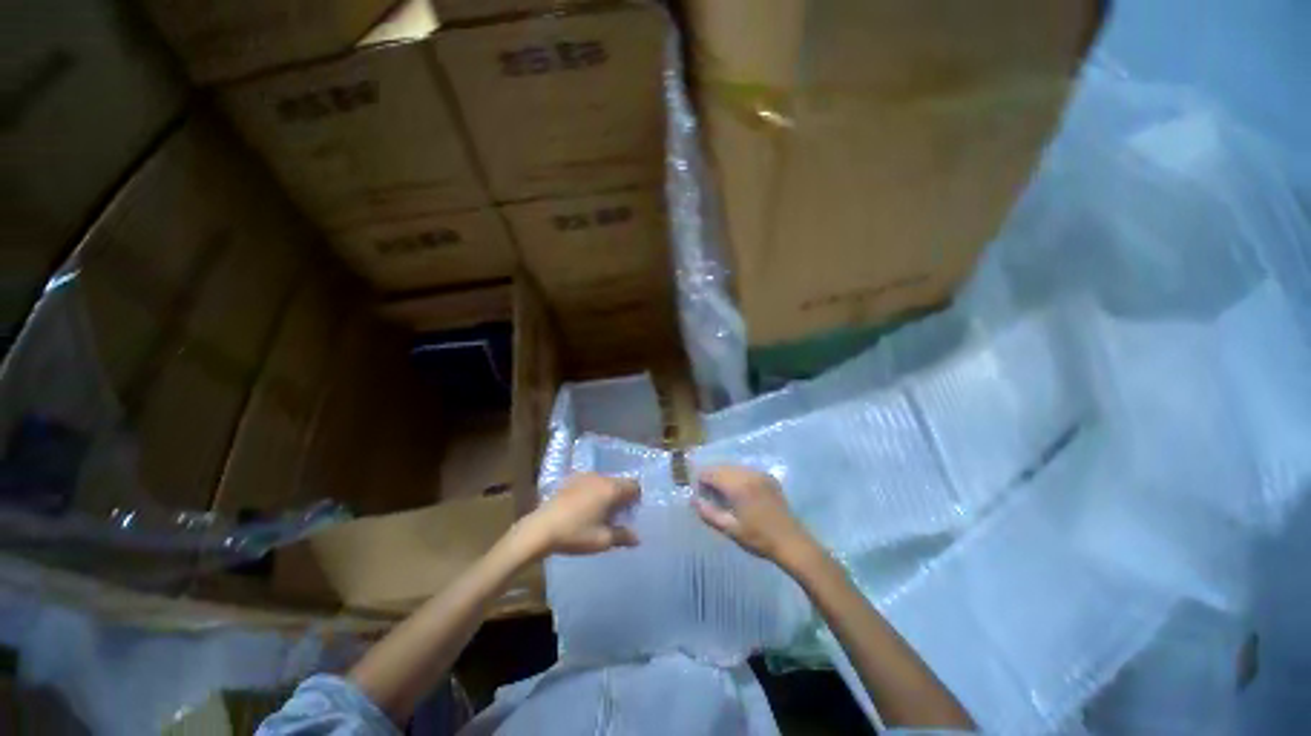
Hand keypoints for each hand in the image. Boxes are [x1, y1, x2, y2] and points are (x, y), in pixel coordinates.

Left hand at [515, 473, 639, 556]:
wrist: (540, 529)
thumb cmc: (575, 534)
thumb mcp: (603, 540)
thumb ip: (623, 536)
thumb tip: (637, 537)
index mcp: (611, 489)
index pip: (634, 486)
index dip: (636, 499)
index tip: (631, 513)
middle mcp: (601, 477)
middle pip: (620, 482)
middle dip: (622, 497)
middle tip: (617, 516)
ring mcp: (585, 476)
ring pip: (605, 482)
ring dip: (607, 493)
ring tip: (601, 513)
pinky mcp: (571, 480)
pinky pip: (591, 483)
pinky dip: (594, 492)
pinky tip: (585, 508)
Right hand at [693, 466, 818, 567]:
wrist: (791, 542)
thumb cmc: (758, 538)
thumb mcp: (730, 529)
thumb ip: (708, 513)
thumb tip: (693, 500)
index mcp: (737, 486)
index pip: (710, 473)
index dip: (700, 480)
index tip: (699, 493)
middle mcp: (747, 474)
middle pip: (721, 466)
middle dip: (711, 476)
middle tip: (709, 494)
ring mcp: (759, 474)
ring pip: (733, 466)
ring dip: (724, 475)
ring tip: (723, 493)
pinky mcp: (768, 477)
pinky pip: (746, 470)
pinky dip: (737, 475)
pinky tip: (739, 491)